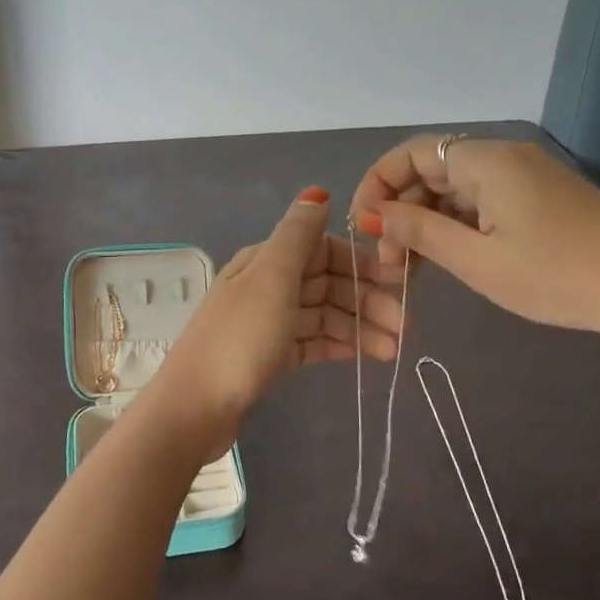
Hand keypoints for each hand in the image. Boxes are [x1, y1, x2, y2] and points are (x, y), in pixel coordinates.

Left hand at [145, 188, 404, 443]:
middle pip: (326, 283)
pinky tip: (368, 357)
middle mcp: (267, 285)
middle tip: (404, 326)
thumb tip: (317, 192)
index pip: (323, 249)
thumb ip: (297, 235)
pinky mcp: (271, 355)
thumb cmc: (239, 338)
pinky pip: (313, 341)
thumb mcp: (271, 279)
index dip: (360, 261)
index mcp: (266, 260)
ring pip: (324, 314)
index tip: (398, 280)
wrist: (195, 407)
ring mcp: (268, 321)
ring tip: (394, 350)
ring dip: (360, 327)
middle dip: (366, 299)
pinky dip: (340, 346)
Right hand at [347, 136, 599, 367]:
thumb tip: (375, 215)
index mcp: (487, 161)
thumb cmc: (559, 276)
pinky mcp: (543, 198)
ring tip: (412, 268)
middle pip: (431, 171)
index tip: (361, 228)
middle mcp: (505, 157)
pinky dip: (457, 225)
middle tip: (388, 261)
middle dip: (401, 211)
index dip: (377, 185)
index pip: (410, 154)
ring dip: (427, 222)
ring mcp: (527, 177)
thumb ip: (420, 232)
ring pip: (456, 189)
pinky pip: (483, 202)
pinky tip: (450, 258)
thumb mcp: (478, 261)